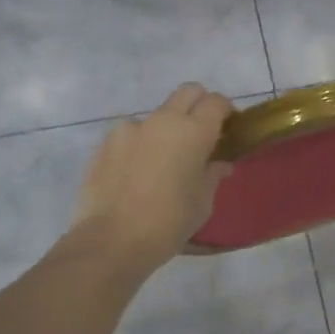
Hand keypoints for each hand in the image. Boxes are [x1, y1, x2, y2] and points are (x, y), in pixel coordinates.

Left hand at [68, 83, 233, 273]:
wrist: (112, 240)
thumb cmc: (168, 223)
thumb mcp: (202, 203)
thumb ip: (212, 175)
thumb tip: (219, 164)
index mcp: (193, 132)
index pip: (216, 102)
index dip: (226, 111)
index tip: (229, 128)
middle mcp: (162, 120)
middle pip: (188, 92)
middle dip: (199, 105)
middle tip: (201, 134)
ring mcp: (130, 128)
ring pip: (156, 116)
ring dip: (166, 130)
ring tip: (162, 163)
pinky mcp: (105, 143)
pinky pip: (131, 136)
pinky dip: (140, 146)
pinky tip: (136, 175)